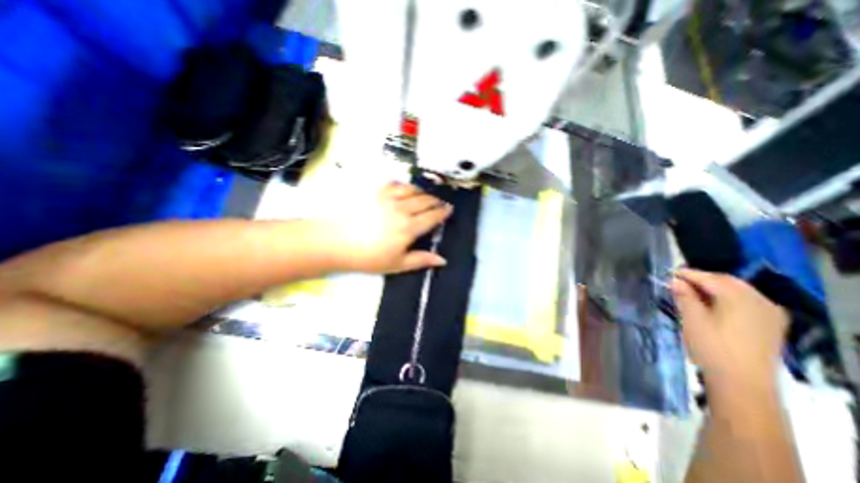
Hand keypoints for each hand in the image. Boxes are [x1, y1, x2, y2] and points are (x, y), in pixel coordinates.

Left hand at [325, 180, 455, 272]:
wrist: (336, 242)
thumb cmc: (368, 257)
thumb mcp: (397, 265)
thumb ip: (421, 260)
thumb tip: (442, 260)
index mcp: (409, 228)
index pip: (432, 216)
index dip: (443, 212)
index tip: (449, 209)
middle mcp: (402, 209)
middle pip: (425, 201)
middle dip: (436, 201)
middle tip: (440, 203)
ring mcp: (388, 198)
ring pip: (412, 190)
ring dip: (423, 192)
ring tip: (426, 196)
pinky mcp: (375, 192)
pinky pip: (394, 184)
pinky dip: (404, 185)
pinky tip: (405, 189)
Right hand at [676, 269, 788, 390]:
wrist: (743, 384)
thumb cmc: (712, 348)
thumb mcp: (692, 319)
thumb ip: (684, 297)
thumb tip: (675, 281)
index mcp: (739, 298)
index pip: (710, 278)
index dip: (688, 274)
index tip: (669, 273)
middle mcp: (759, 301)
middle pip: (727, 282)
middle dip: (703, 279)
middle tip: (680, 281)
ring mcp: (769, 314)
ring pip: (739, 291)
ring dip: (716, 288)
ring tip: (694, 292)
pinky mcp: (771, 326)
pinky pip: (748, 302)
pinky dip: (729, 298)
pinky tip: (715, 305)